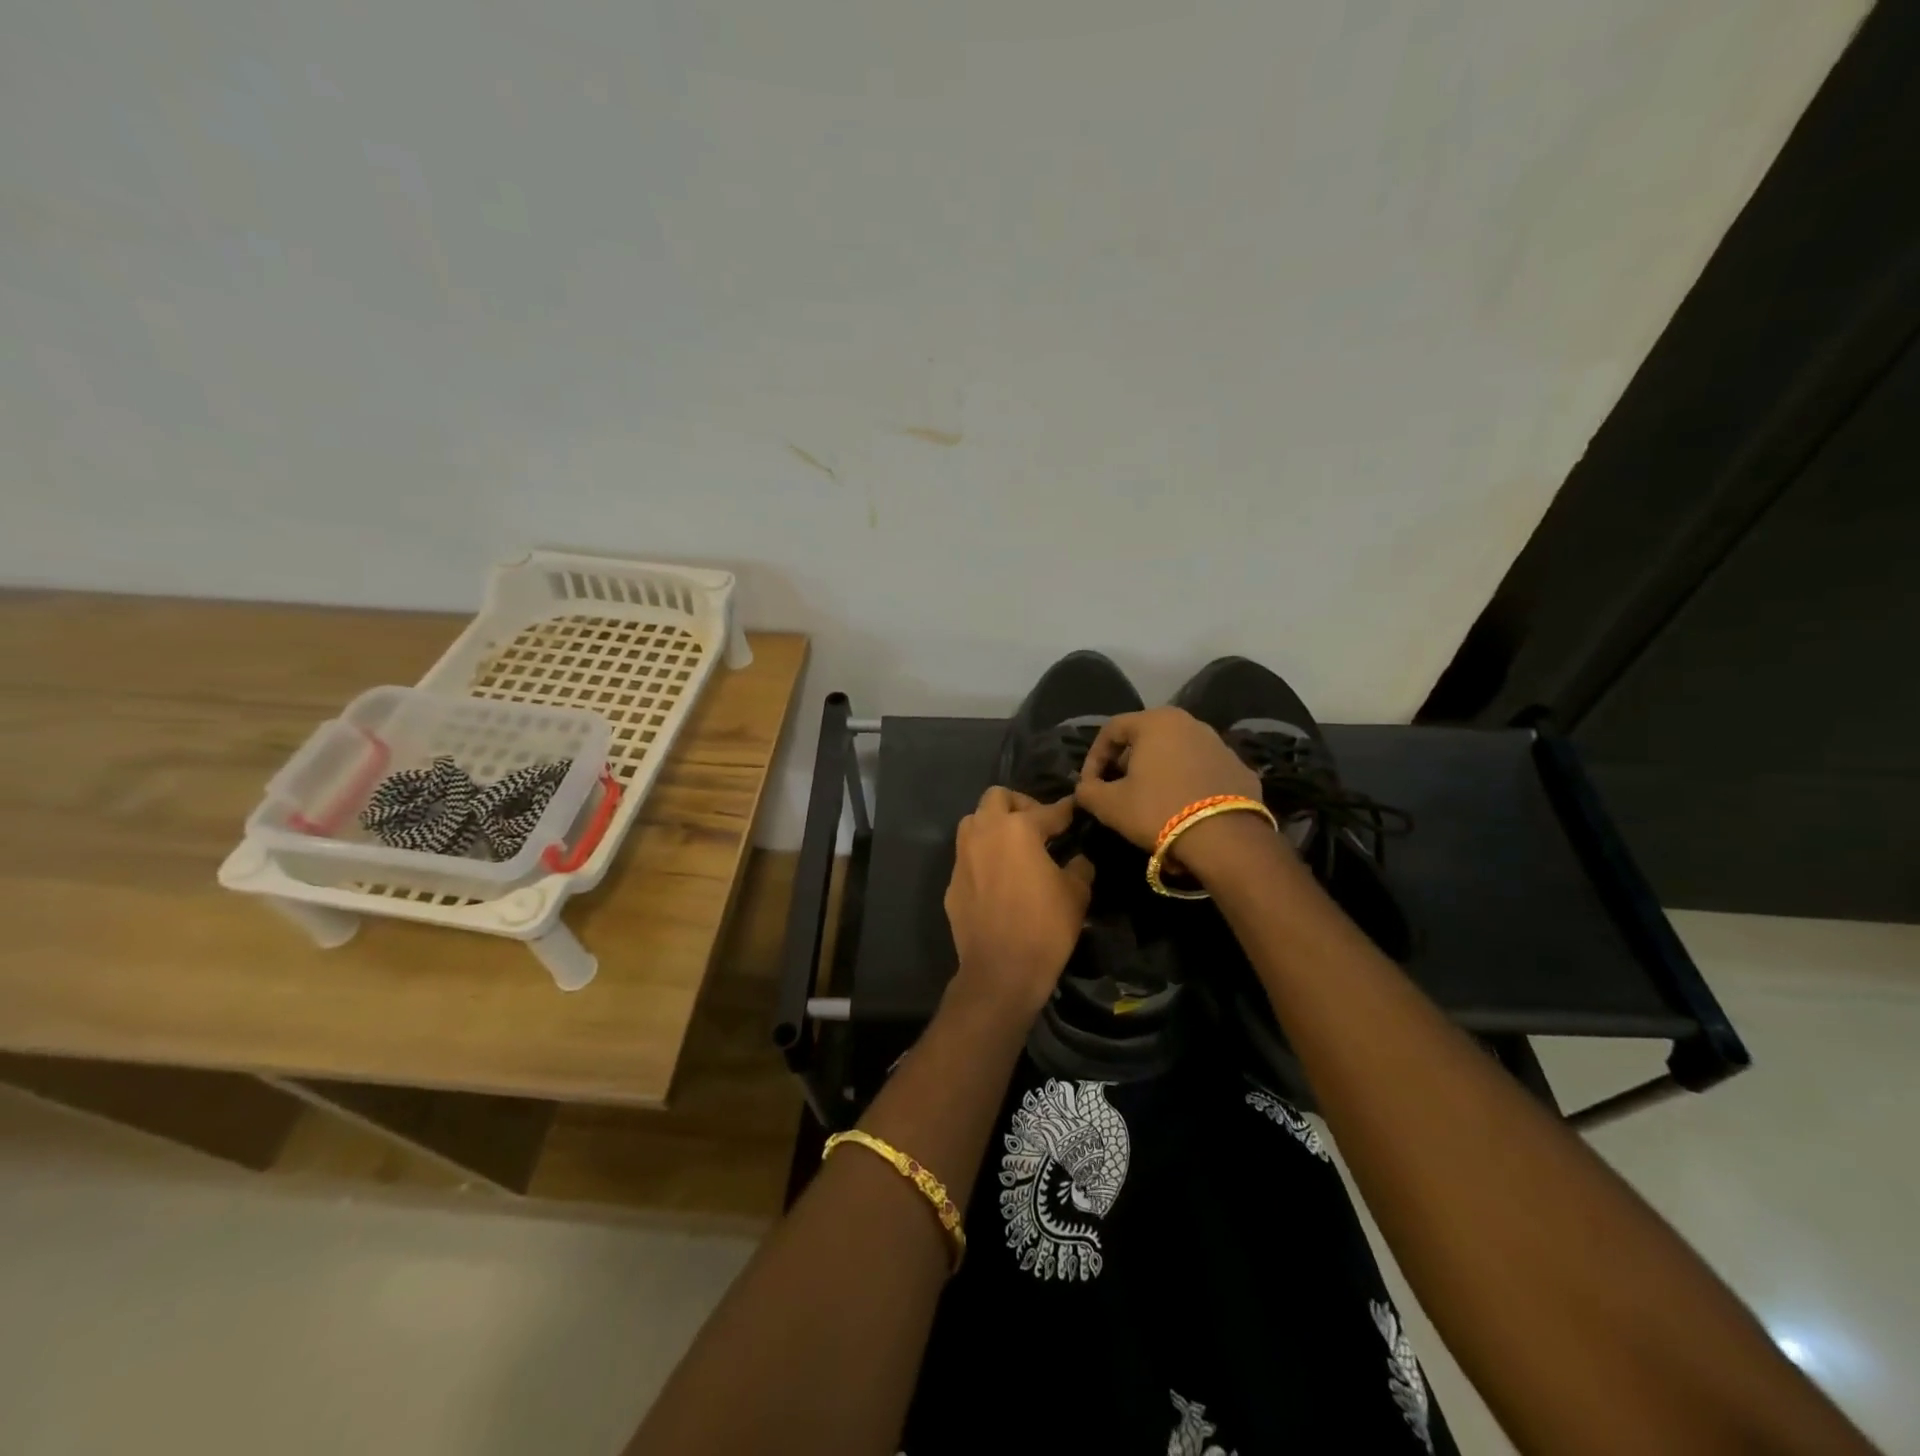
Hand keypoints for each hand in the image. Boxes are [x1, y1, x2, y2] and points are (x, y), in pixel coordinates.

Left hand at [944, 787, 1093, 1020]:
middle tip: (1037, 825)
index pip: (1048, 811)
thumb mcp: (1076, 894)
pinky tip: (998, 877)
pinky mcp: (952, 881)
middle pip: (997, 798)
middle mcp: (985, 832)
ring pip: (974, 821)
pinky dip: (983, 856)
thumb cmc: (1045, 927)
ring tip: (1014, 845)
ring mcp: (963, 856)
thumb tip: (1077, 859)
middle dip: (1019, 805)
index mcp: (1018, 829)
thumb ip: (1079, 867)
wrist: (1001, 971)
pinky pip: (967, 856)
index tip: (1074, 809)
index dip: (1065, 810)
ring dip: (993, 824)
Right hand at [1074, 706, 1263, 851]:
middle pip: (1145, 738)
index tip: (1090, 786)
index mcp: (1155, 722)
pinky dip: (1186, 783)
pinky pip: (1201, 770)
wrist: (1225, 838)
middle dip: (1126, 763)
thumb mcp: (1110, 805)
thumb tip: (1085, 788)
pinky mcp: (1239, 767)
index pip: (1112, 730)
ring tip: (1149, 801)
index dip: (1094, 758)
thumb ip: (1088, 791)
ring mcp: (1219, 743)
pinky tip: (1182, 808)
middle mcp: (1189, 722)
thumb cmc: (1158, 810)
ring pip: (1176, 752)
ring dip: (1157, 772)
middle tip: (1117, 791)